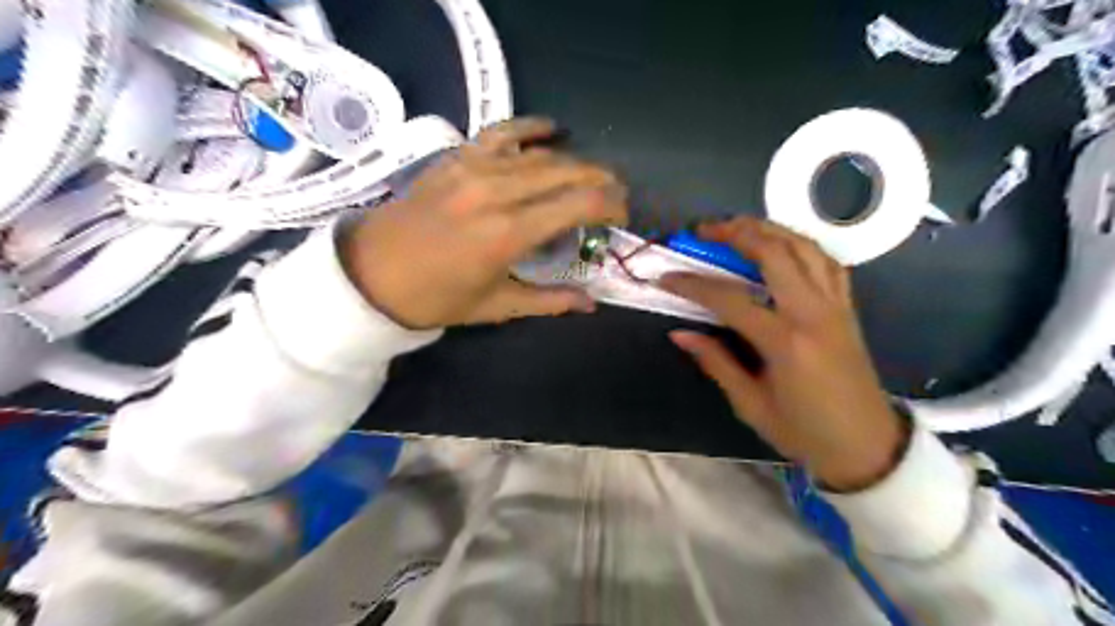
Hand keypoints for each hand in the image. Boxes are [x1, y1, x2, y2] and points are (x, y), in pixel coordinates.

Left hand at [342, 119, 626, 328]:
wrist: (371, 273)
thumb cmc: (436, 298)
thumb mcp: (496, 306)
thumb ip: (549, 301)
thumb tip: (590, 304)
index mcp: (508, 234)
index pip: (578, 204)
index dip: (610, 204)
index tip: (622, 214)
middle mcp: (497, 192)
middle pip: (566, 172)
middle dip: (601, 180)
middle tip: (616, 194)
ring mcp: (474, 168)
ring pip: (541, 154)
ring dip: (575, 161)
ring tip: (593, 174)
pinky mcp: (456, 157)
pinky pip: (501, 132)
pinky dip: (531, 127)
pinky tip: (552, 129)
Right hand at [660, 218, 904, 491]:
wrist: (867, 446)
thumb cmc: (804, 431)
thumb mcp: (751, 404)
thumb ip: (716, 362)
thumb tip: (680, 334)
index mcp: (784, 342)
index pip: (729, 299)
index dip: (693, 285)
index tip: (666, 277)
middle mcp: (812, 314)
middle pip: (773, 253)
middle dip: (736, 233)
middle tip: (705, 230)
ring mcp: (835, 306)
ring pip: (804, 248)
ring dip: (769, 229)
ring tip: (740, 226)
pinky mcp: (847, 308)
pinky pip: (827, 262)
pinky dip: (801, 244)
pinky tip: (782, 244)